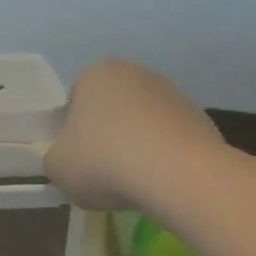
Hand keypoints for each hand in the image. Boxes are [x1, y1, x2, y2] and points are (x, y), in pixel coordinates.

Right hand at [44, 59, 227, 212]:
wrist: (177, 174)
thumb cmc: (104, 161)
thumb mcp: (57, 167)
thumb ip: (56, 157)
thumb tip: (69, 159)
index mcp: (96, 75)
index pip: (76, 97)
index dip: (73, 128)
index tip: (77, 155)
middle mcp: (135, 74)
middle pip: (112, 106)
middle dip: (108, 132)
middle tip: (103, 167)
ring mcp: (172, 93)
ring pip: (144, 121)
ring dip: (138, 143)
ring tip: (135, 180)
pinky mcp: (200, 117)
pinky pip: (171, 138)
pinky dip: (165, 155)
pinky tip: (161, 181)